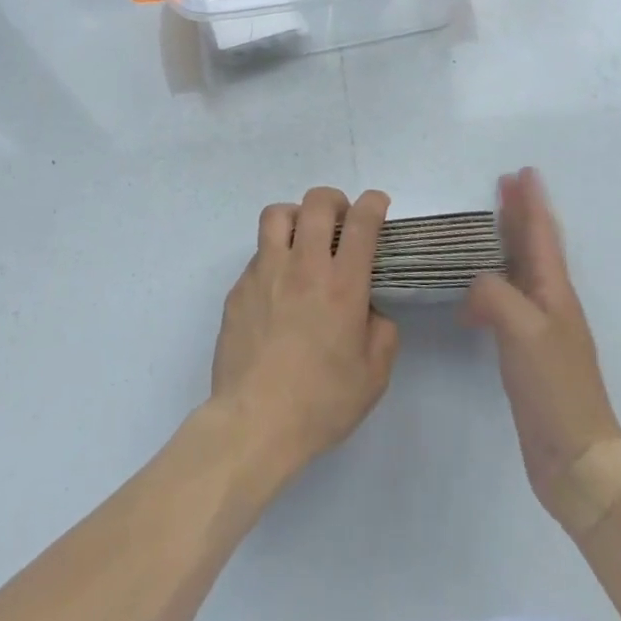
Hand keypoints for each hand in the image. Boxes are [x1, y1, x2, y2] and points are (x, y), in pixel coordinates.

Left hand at [209, 187, 399, 485]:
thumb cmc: (320, 402)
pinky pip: (258, 254)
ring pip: (277, 214)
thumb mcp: (373, 377)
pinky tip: (278, 287)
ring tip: (303, 237)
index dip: (373, 203)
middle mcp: (303, 266)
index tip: (378, 203)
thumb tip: (370, 311)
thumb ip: (381, 334)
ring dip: (296, 215)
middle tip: (340, 218)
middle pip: (316, 203)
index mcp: (342, 285)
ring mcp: (266, 272)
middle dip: (334, 199)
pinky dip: (273, 256)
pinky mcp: (239, 287)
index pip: (361, 223)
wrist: (254, 421)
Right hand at [464, 168, 620, 525]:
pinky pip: (507, 299)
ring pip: (521, 270)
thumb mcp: (521, 329)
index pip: (541, 234)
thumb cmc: (554, 387)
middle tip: (504, 184)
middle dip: (520, 213)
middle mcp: (550, 302)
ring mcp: (540, 328)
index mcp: (554, 291)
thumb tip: (475, 287)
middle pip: (534, 246)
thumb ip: (493, 293)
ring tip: (488, 225)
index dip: (532, 202)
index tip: (524, 171)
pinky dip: (491, 282)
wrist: (577, 459)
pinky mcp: (527, 351)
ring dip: (507, 242)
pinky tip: (474, 291)